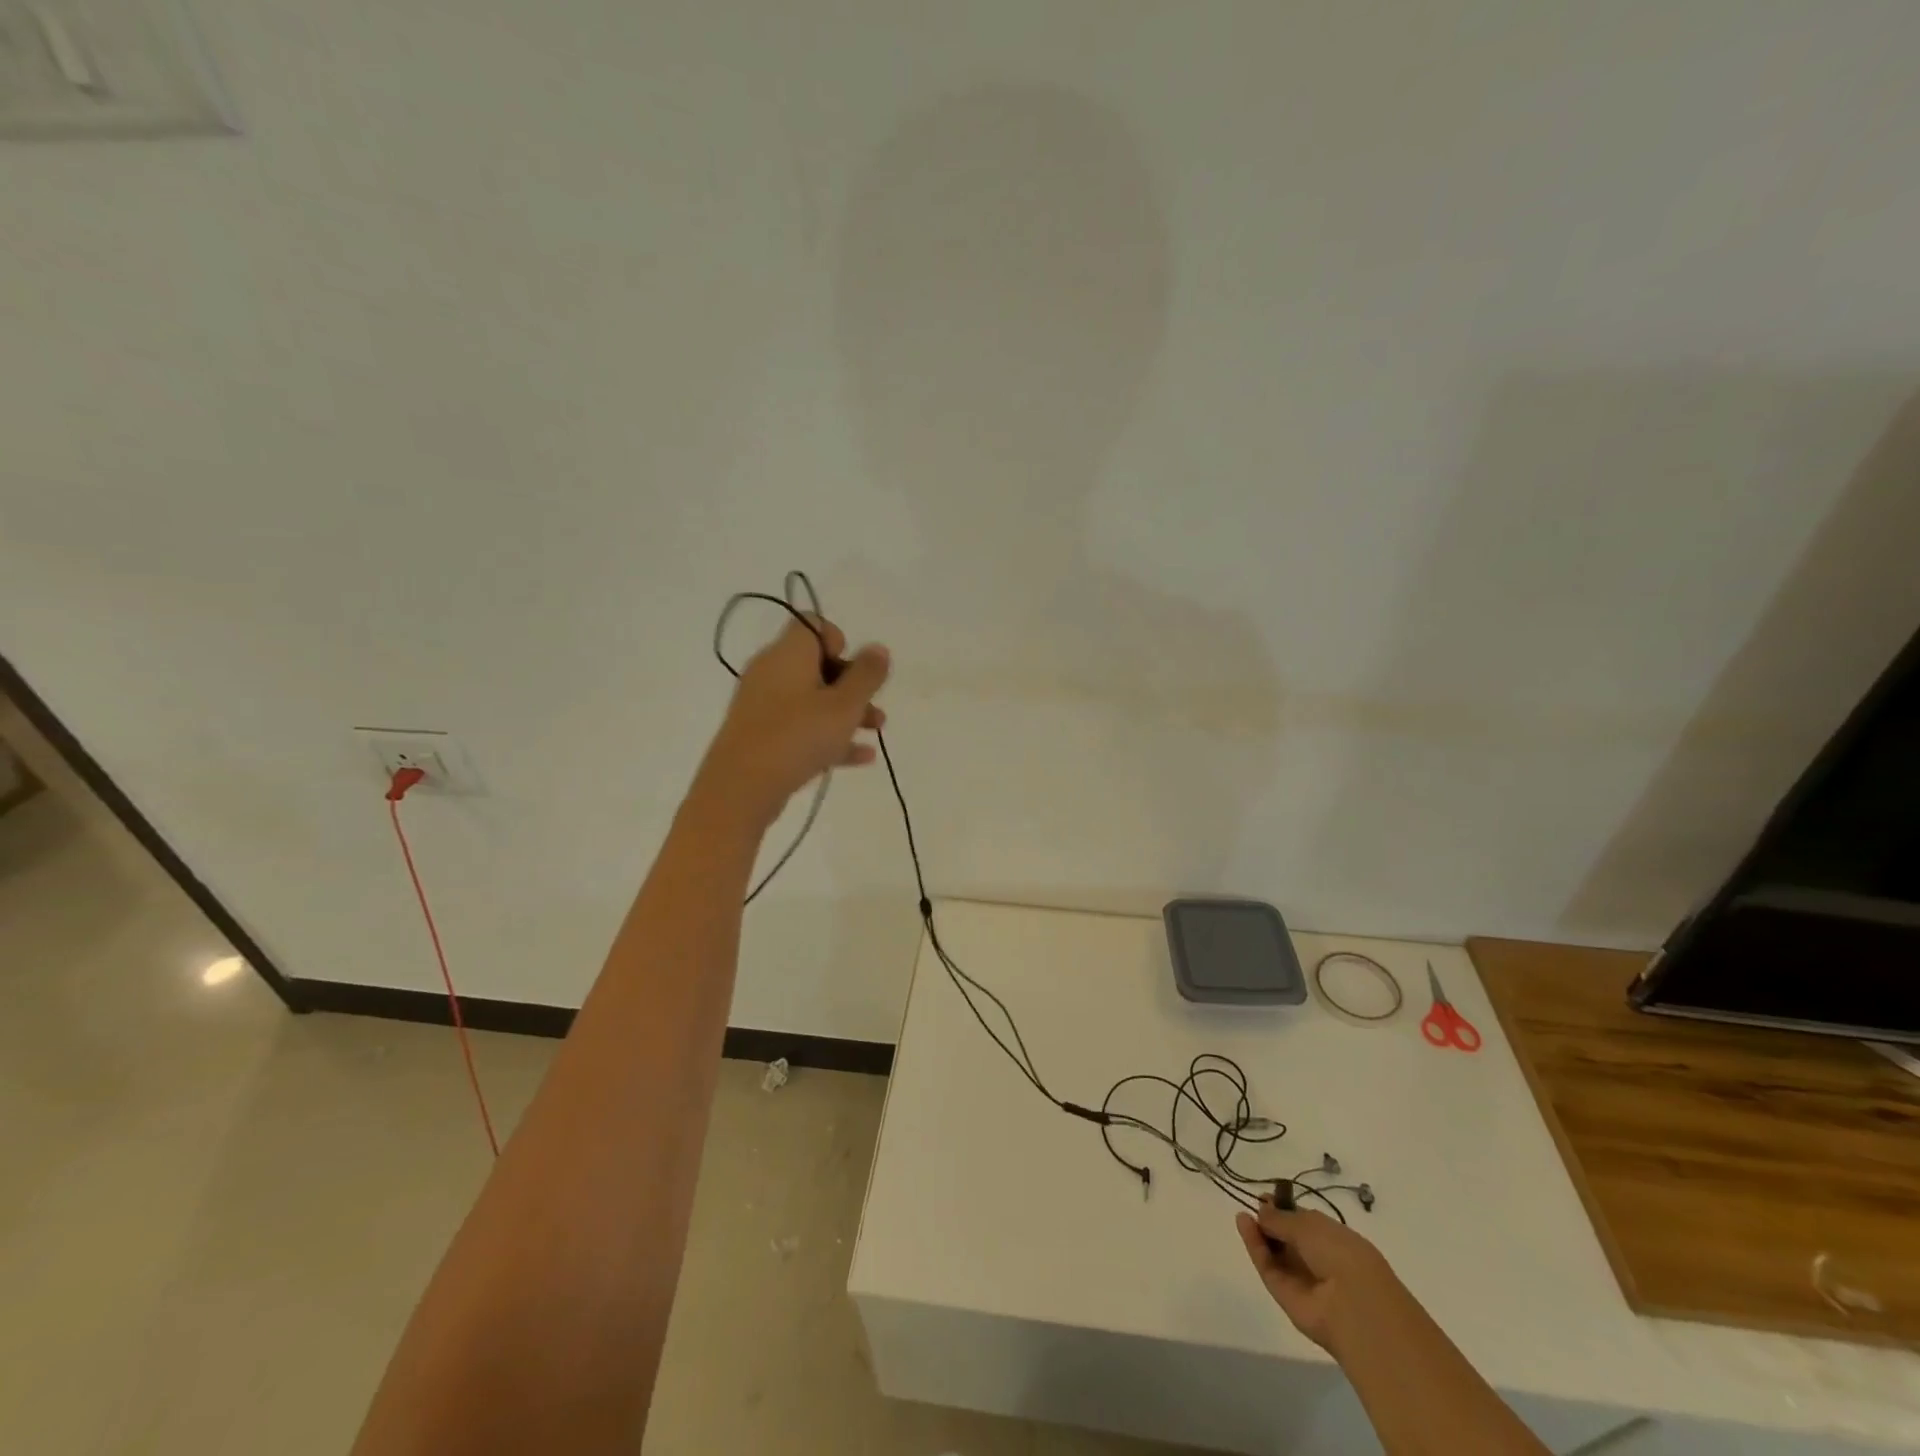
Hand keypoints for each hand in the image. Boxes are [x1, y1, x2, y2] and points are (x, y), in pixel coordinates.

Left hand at [693, 614, 889, 831]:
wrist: (741, 788)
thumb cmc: (798, 736)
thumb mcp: (844, 705)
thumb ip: (867, 675)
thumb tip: (878, 648)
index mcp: (788, 653)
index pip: (813, 624)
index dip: (840, 641)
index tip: (856, 671)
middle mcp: (771, 671)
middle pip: (816, 664)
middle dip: (852, 684)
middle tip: (873, 707)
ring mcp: (762, 704)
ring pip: (811, 699)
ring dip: (846, 712)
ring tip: (875, 732)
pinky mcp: (759, 735)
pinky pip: (799, 726)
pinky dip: (827, 735)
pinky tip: (860, 757)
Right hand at [1235, 1200, 1405, 1353]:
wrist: (1354, 1309)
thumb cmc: (1341, 1255)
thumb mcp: (1310, 1225)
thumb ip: (1282, 1217)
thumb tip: (1262, 1210)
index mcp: (1336, 1241)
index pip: (1306, 1224)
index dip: (1285, 1210)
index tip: (1266, 1198)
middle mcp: (1320, 1261)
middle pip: (1289, 1239)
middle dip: (1271, 1221)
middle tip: (1254, 1205)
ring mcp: (1303, 1281)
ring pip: (1276, 1254)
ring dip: (1259, 1233)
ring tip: (1243, 1215)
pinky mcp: (1287, 1297)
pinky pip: (1268, 1268)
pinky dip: (1255, 1247)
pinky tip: (1243, 1224)